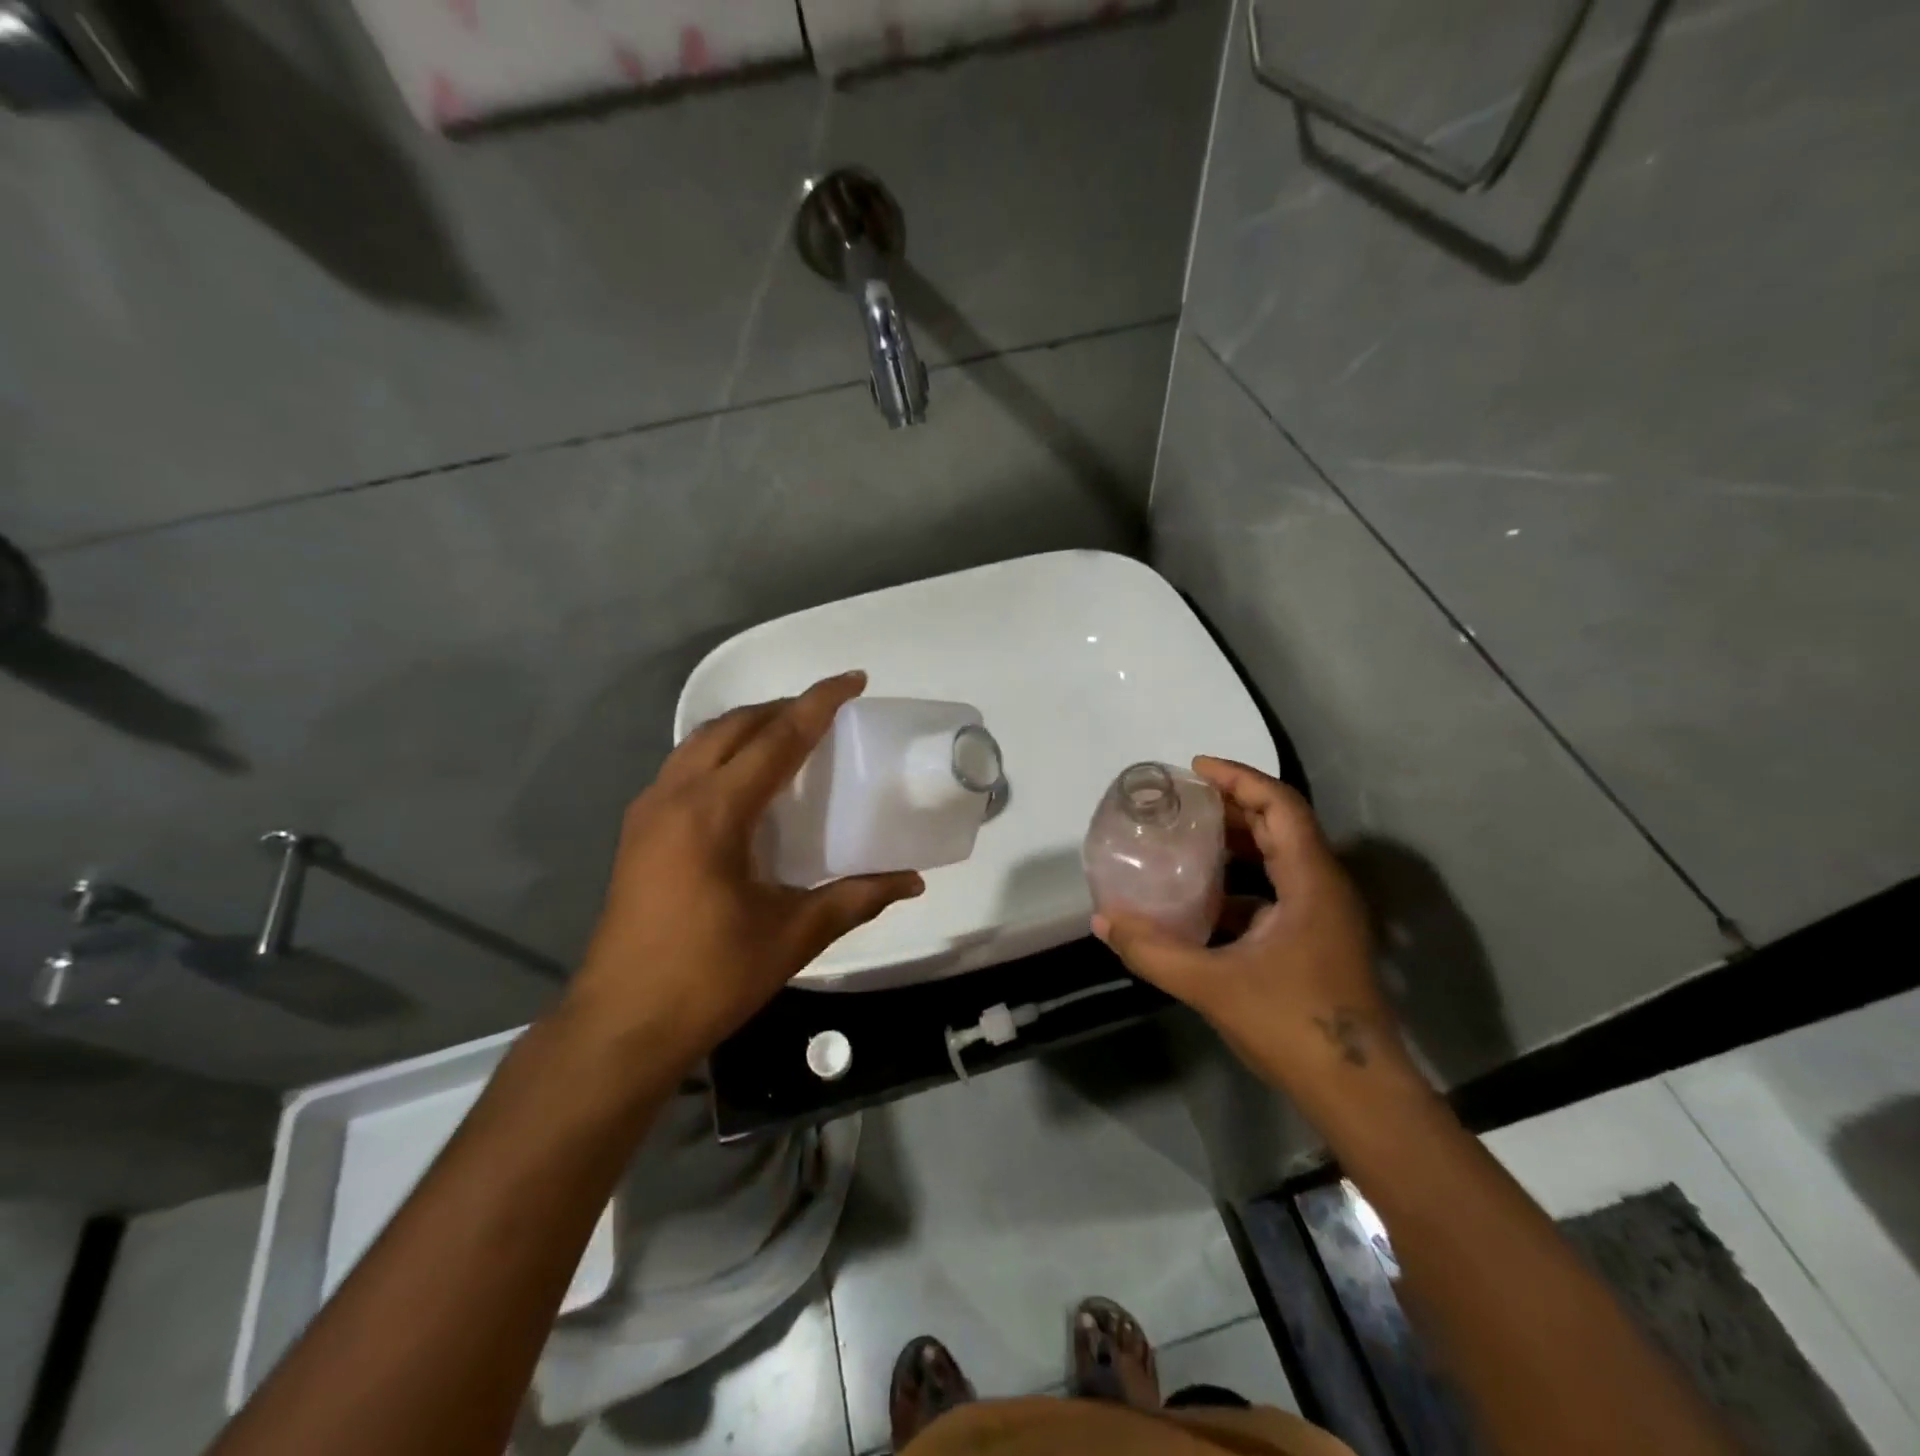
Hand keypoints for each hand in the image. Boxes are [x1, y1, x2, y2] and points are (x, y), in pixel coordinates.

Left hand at [567, 672, 922, 1069]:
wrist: (620, 1025)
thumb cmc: (709, 977)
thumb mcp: (792, 935)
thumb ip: (856, 899)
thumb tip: (912, 881)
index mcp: (713, 813)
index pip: (776, 739)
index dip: (818, 703)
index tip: (853, 679)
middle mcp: (674, 796)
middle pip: (733, 727)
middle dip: (782, 709)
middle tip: (827, 712)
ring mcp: (648, 812)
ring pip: (701, 742)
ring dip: (748, 728)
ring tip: (790, 737)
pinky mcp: (637, 832)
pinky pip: (685, 767)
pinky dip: (722, 754)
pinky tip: (746, 783)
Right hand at [1093, 757, 1413, 1101]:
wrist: (1358, 1093)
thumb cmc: (1293, 1026)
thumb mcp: (1212, 985)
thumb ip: (1153, 951)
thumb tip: (1102, 920)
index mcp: (1311, 882)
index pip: (1280, 805)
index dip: (1238, 779)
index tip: (1195, 769)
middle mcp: (1324, 887)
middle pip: (1281, 824)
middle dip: (1232, 805)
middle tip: (1183, 800)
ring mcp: (1325, 916)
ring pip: (1281, 858)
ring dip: (1238, 843)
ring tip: (1188, 838)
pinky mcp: (1318, 940)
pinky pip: (1278, 892)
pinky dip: (1242, 883)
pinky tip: (1204, 900)